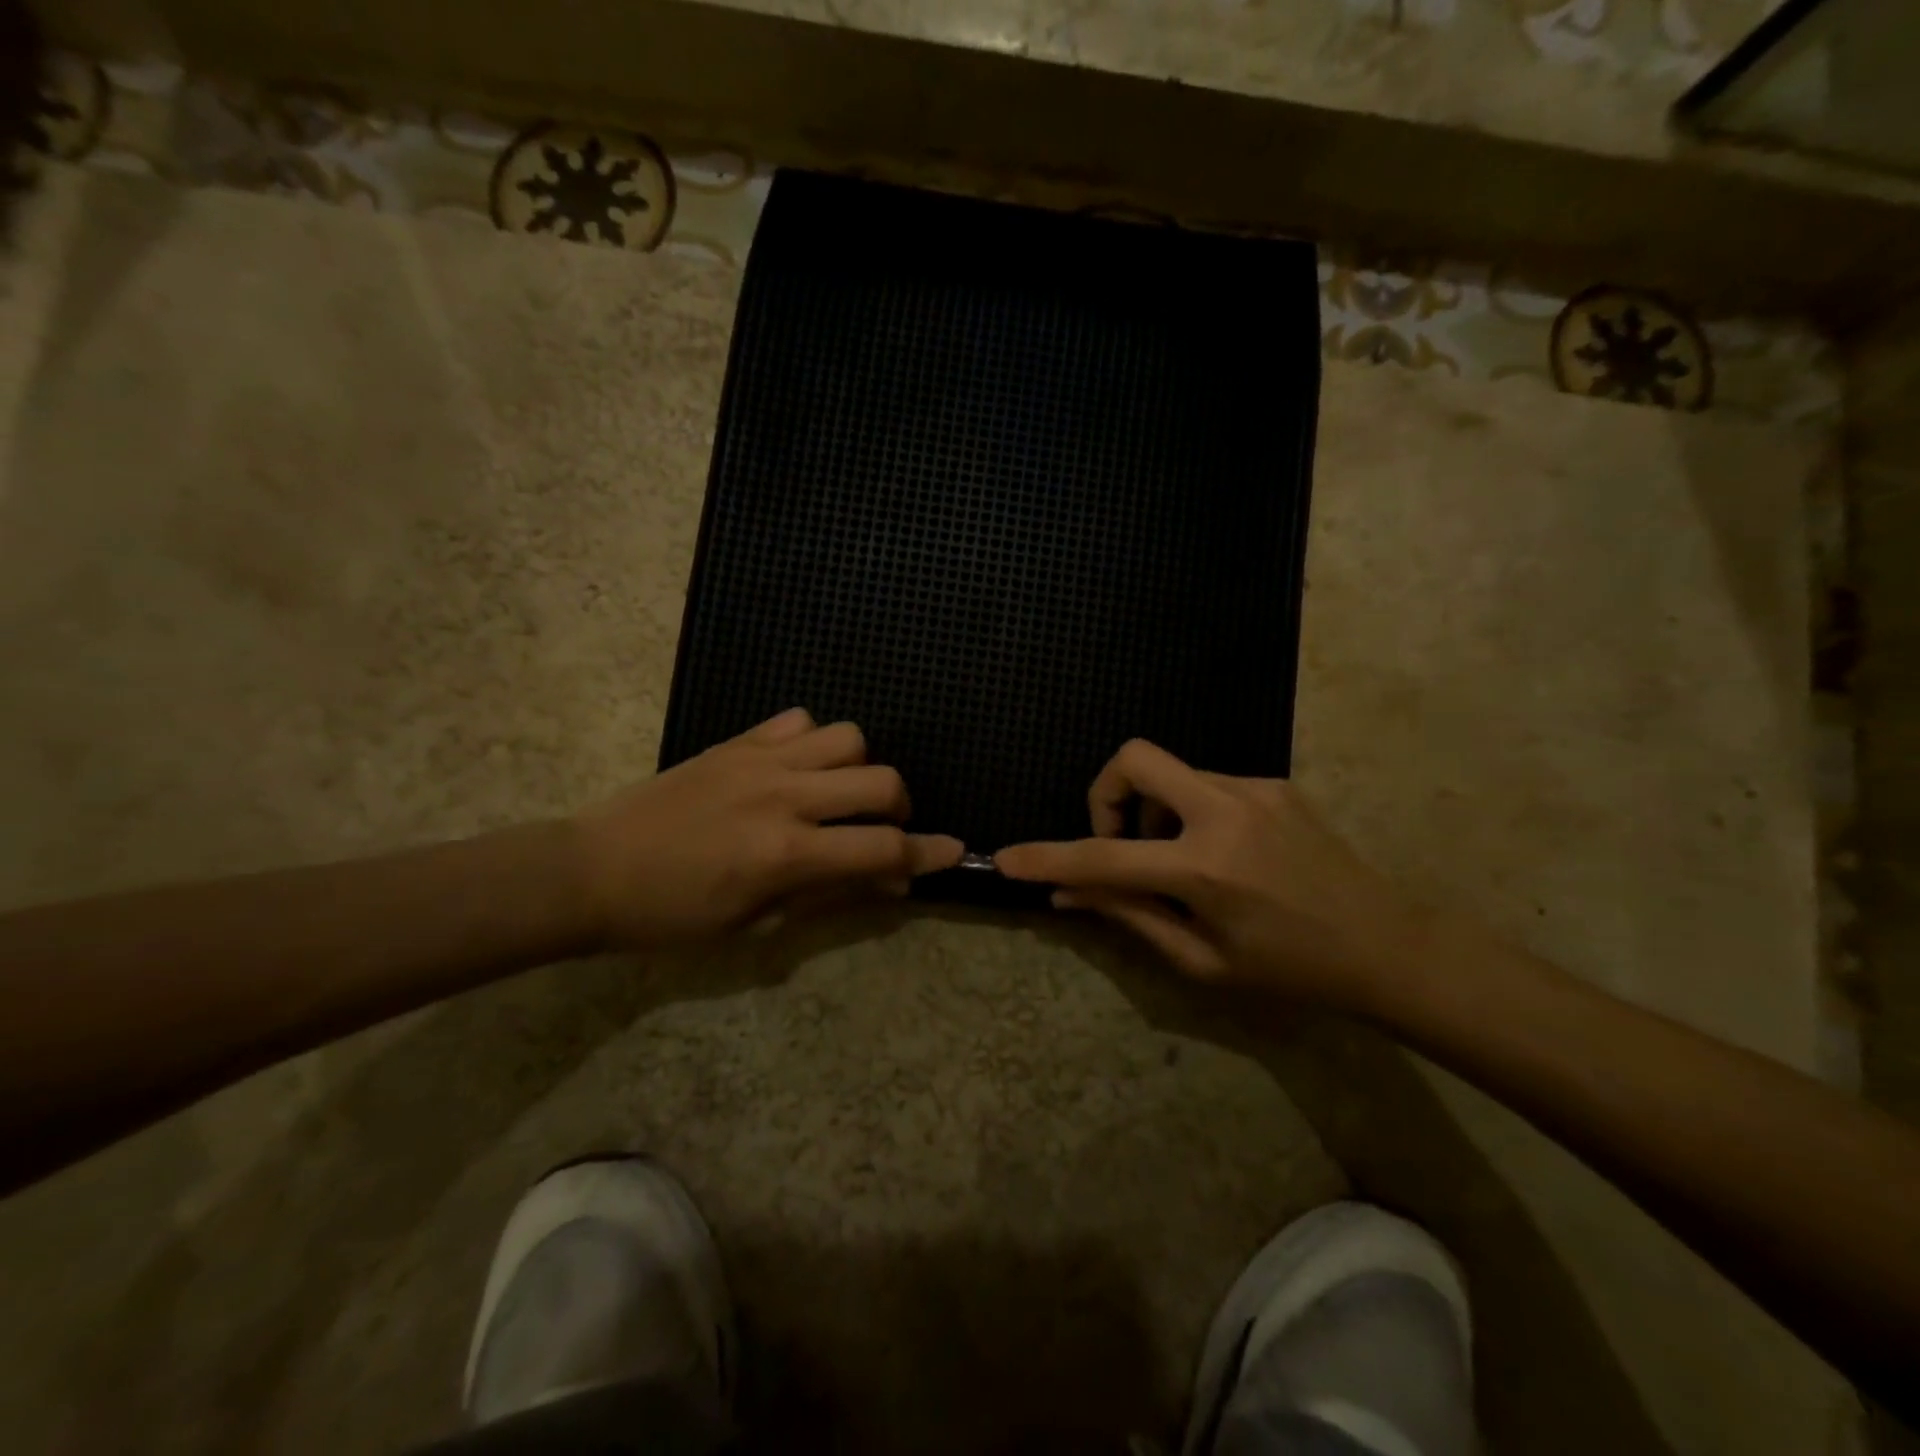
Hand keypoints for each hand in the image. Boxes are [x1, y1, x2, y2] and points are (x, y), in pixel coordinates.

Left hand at [575, 709, 962, 947]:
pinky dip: (813, 742)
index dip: (927, 854)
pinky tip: (796, 769)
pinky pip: (799, 720)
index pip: (882, 849)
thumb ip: (827, 893)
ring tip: (838, 794)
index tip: (954, 851)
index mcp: (786, 854)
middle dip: (899, 808)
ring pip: (849, 738)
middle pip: (882, 781)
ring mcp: (760, 760)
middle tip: (878, 829)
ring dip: (859, 769)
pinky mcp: (737, 741)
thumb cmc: (672, 915)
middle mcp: (784, 797)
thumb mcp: (754, 923)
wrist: (593, 870)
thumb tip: (885, 878)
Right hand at [994, 739, 1426, 1009]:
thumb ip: (1130, 917)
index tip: (1008, 857)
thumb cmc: (1291, 970)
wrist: (1388, 946)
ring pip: (1170, 773)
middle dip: (1104, 793)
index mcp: (1205, 868)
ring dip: (1153, 811)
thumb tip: (1067, 897)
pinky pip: (1204, 783)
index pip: (1104, 856)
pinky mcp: (1273, 783)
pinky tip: (1220, 853)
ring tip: (1180, 861)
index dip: (1048, 858)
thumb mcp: (1202, 960)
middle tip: (1120, 840)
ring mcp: (1254, 788)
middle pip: (1134, 758)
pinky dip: (1188, 812)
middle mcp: (1225, 811)